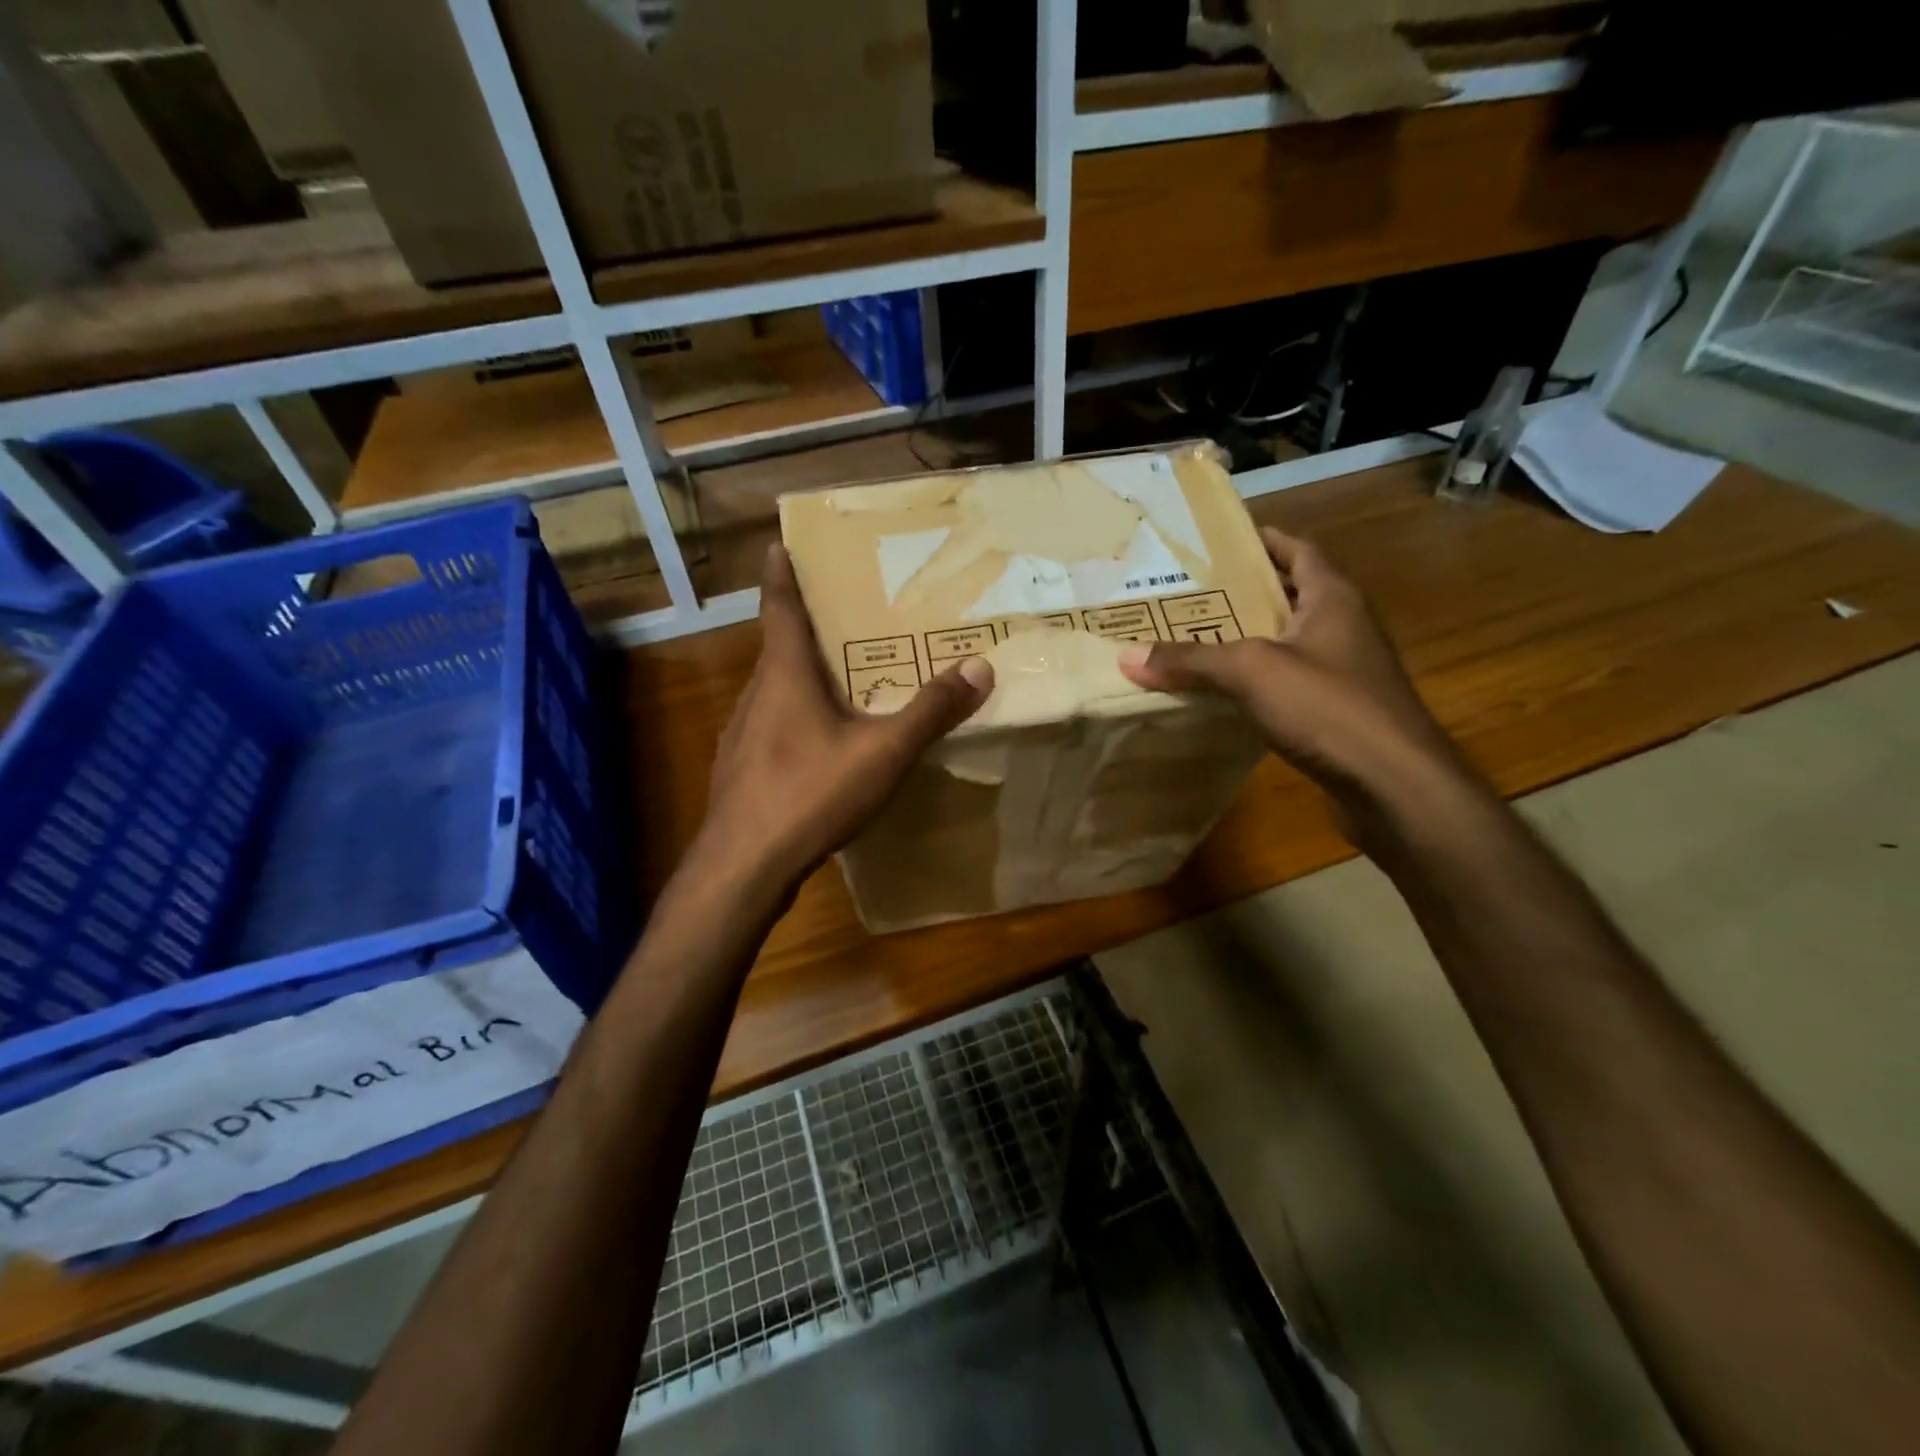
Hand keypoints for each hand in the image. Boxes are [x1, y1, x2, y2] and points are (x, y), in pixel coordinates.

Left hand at [692, 544, 992, 898]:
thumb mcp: (884, 752)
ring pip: (774, 691)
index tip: (779, 544)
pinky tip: (817, 747)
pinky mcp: (739, 770)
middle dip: (805, 627)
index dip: (781, 575)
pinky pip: (770, 728)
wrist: (743, 866)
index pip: (779, 608)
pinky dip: (793, 719)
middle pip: (778, 648)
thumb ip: (931, 711)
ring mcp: (741, 735)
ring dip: (800, 677)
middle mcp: (756, 695)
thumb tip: (979, 667)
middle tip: (841, 616)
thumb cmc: (810, 794)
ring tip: (837, 680)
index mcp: (784, 675)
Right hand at [1117, 527, 1460, 822]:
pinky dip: (1258, 679)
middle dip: (1245, 591)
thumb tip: (1127, 655)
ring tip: (1196, 636)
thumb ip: (1190, 659)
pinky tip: (1224, 692)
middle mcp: (1345, 626)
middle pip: (1291, 595)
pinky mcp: (1339, 711)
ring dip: (1250, 637)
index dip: (1263, 540)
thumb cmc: (1329, 706)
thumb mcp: (1251, 671)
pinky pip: (1290, 681)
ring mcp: (1346, 671)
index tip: (1221, 541)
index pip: (1298, 550)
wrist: (1394, 785)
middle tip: (1190, 591)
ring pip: (1289, 641)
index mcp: (1334, 598)